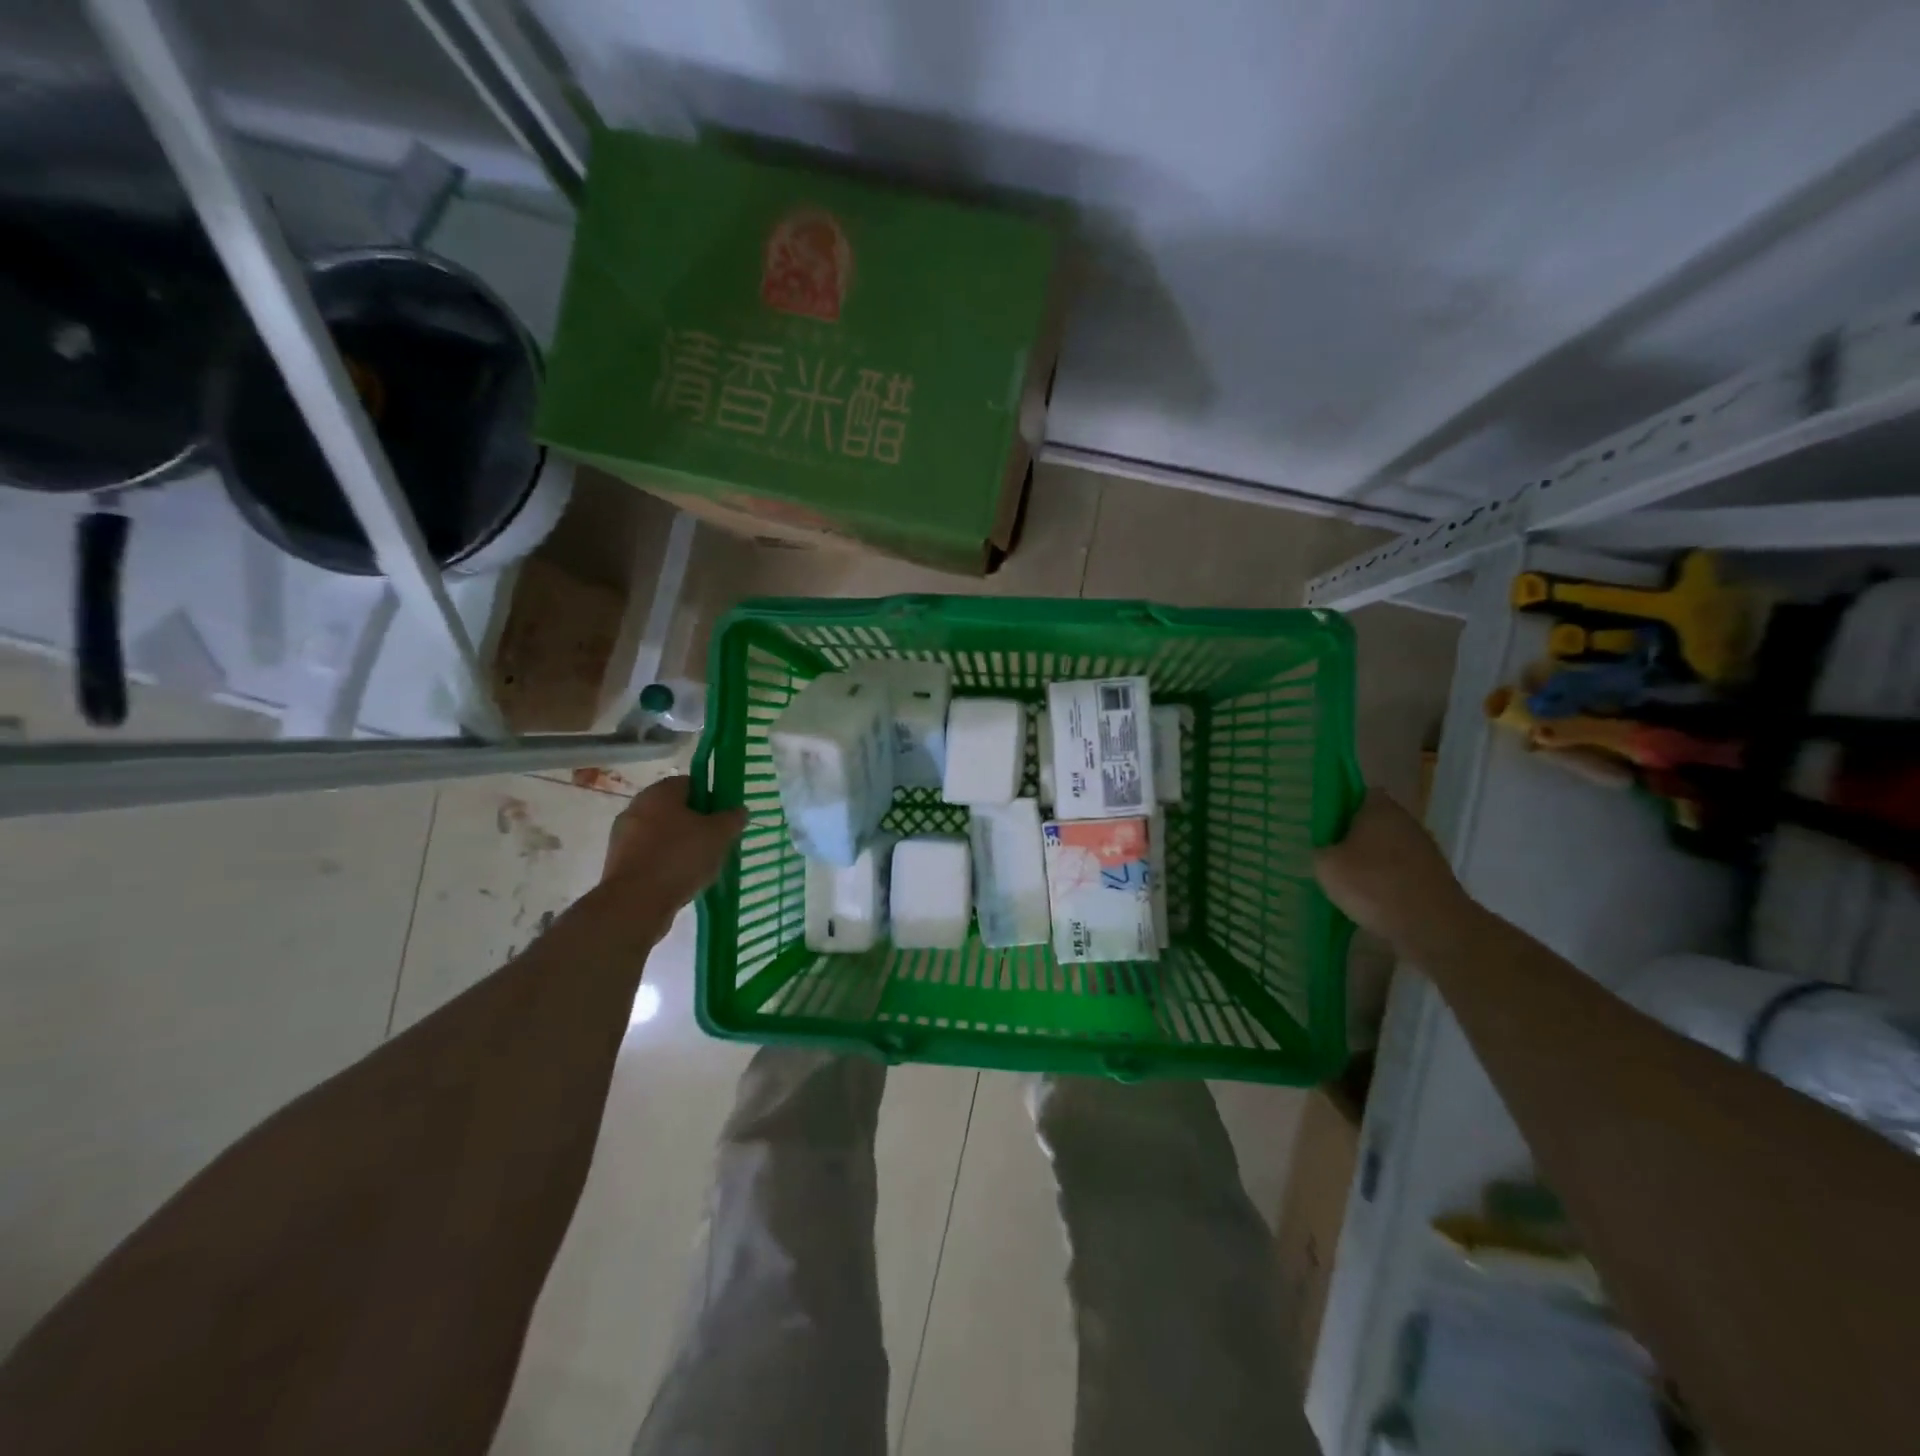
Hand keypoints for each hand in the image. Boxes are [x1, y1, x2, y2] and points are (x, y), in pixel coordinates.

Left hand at [600, 776, 747, 913]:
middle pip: (675, 810)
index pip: (691, 783)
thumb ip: (732, 819)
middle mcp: (637, 807)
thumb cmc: (680, 857)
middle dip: (697, 824)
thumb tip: (739, 810)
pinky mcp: (618, 863)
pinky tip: (682, 880)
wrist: (635, 903)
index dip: (712, 798)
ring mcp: (624, 836)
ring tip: (702, 866)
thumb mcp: (719, 835)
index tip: (725, 818)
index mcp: (659, 792)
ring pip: (662, 834)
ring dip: (681, 845)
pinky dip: (666, 864)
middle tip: (717, 842)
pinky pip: (650, 856)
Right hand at [1314, 792, 1469, 956]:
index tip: (1322, 823)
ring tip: (1346, 880)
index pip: (1357, 793)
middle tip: (1327, 852)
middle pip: (1373, 821)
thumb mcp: (1325, 865)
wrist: (1432, 927)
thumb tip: (1323, 849)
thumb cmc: (1374, 884)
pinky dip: (1386, 881)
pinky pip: (1400, 871)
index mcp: (1379, 808)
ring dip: (1370, 860)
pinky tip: (1370, 899)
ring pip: (1387, 847)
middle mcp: (1406, 821)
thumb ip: (1319, 849)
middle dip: (1352, 835)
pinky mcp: (1434, 877)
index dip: (1338, 806)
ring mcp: (1424, 850)